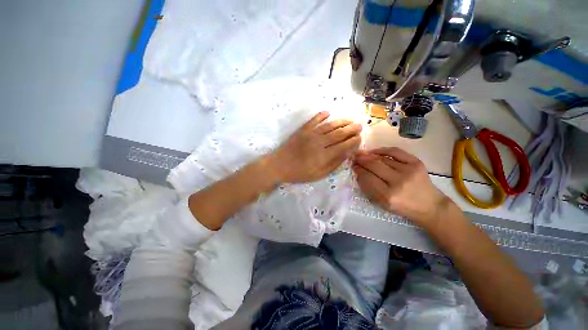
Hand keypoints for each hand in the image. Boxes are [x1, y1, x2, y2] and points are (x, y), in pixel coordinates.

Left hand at [267, 111, 361, 183]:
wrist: (278, 165)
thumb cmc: (299, 173)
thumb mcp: (318, 175)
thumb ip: (333, 164)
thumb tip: (346, 154)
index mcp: (324, 155)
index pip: (343, 146)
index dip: (353, 141)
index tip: (360, 138)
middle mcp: (319, 142)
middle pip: (339, 133)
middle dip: (351, 129)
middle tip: (359, 126)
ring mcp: (310, 134)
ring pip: (329, 125)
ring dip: (341, 121)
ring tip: (350, 120)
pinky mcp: (302, 130)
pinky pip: (314, 120)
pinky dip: (321, 115)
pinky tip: (328, 112)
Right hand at [353, 147, 451, 226]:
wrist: (429, 205)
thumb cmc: (402, 206)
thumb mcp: (382, 203)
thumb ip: (368, 188)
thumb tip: (358, 171)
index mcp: (388, 196)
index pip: (367, 178)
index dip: (358, 170)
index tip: (353, 166)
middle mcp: (399, 182)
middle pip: (374, 166)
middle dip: (361, 160)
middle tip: (354, 157)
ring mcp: (409, 171)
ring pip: (383, 159)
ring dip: (369, 155)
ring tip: (362, 154)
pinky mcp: (416, 163)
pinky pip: (395, 151)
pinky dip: (383, 150)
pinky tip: (374, 151)